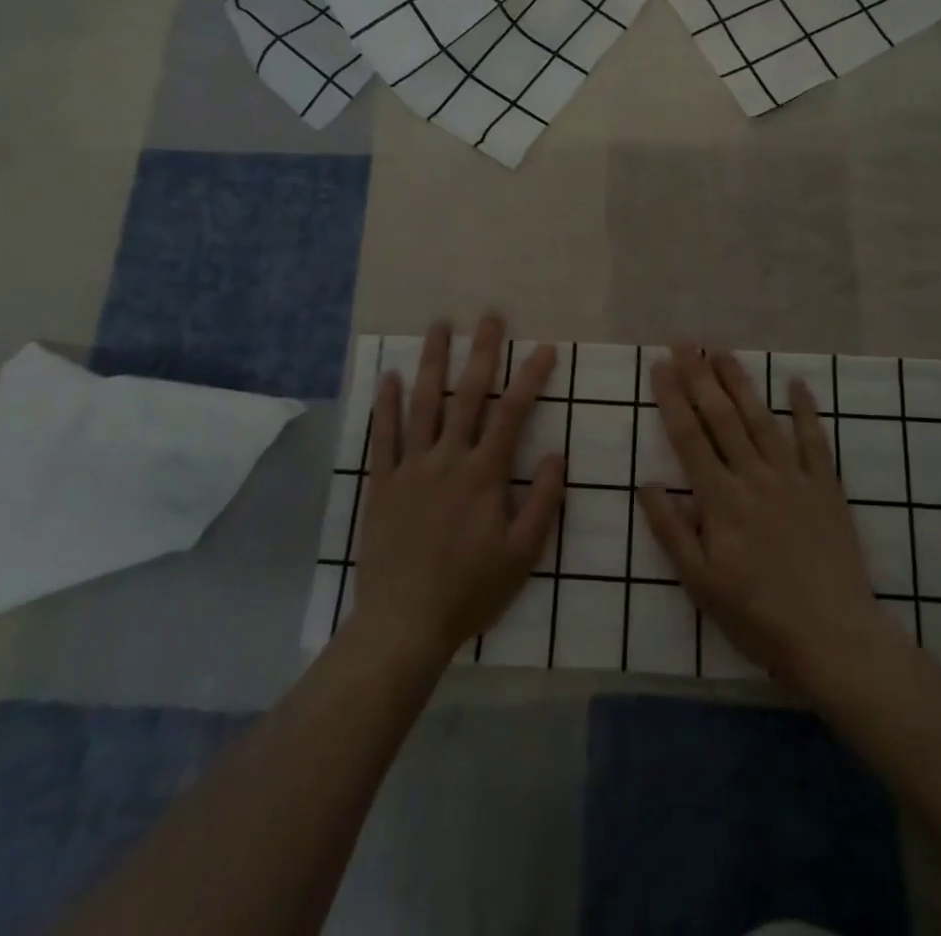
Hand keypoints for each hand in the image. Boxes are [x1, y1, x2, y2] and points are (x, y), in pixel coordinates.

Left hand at [346, 314, 564, 663]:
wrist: (404, 624)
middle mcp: (447, 459)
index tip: (545, 348)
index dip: (531, 377)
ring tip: (439, 326)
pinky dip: (386, 405)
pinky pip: (383, 437)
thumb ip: (543, 501)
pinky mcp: (382, 484)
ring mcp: (410, 468)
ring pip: (424, 404)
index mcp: (484, 474)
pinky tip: (390, 377)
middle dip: (482, 352)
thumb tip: (558, 455)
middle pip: (468, 395)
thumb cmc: (470, 590)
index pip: (512, 413)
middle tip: (490, 316)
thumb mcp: (522, 554)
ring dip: (433, 362)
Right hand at [638, 345, 905, 692]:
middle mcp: (754, 477)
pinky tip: (796, 383)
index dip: (672, 398)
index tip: (659, 366)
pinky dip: (805, 410)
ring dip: (741, 383)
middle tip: (685, 343)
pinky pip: (815, 441)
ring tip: (723, 352)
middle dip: (701, 377)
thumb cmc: (757, 615)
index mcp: (720, 500)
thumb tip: (646, 484)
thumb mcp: (700, 583)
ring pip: (762, 419)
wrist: (832, 636)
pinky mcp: (826, 488)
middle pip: (722, 418)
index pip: (689, 437)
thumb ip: (671, 531)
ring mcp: (793, 478)